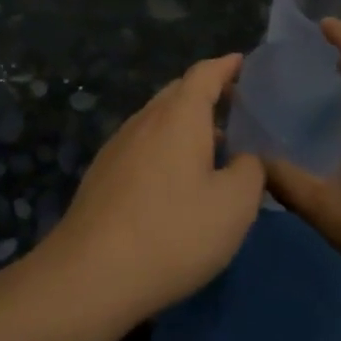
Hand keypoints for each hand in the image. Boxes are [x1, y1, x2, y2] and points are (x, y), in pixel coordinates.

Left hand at [41, 54, 265, 323]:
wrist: (89, 277)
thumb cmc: (173, 233)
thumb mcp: (235, 205)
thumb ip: (251, 170)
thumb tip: (245, 158)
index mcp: (179, 116)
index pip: (205, 73)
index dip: (227, 66)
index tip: (244, 63)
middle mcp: (145, 121)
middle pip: (178, 93)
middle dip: (207, 94)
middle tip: (236, 108)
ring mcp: (117, 147)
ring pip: (158, 121)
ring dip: (186, 125)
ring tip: (212, 148)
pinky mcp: (101, 176)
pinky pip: (142, 146)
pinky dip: (166, 149)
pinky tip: (176, 182)